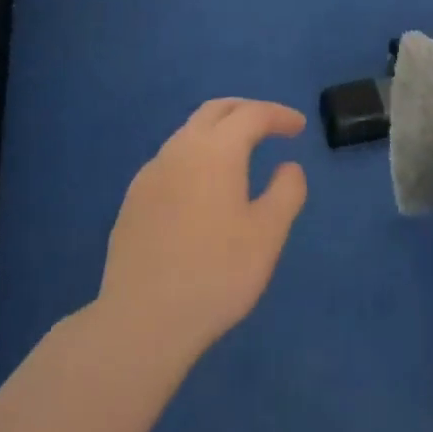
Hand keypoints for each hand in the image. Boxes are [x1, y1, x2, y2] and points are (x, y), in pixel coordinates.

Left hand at [98, 98, 307, 364]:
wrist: (142, 320)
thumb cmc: (216, 274)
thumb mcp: (267, 235)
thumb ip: (286, 192)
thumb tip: (288, 166)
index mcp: (216, 151)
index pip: (252, 114)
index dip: (279, 115)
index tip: (299, 127)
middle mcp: (180, 149)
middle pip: (215, 111)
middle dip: (246, 110)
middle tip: (271, 126)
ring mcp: (151, 173)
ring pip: (189, 132)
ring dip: (218, 132)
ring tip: (240, 154)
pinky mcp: (133, 199)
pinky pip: (171, 160)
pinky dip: (196, 156)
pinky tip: (202, 188)